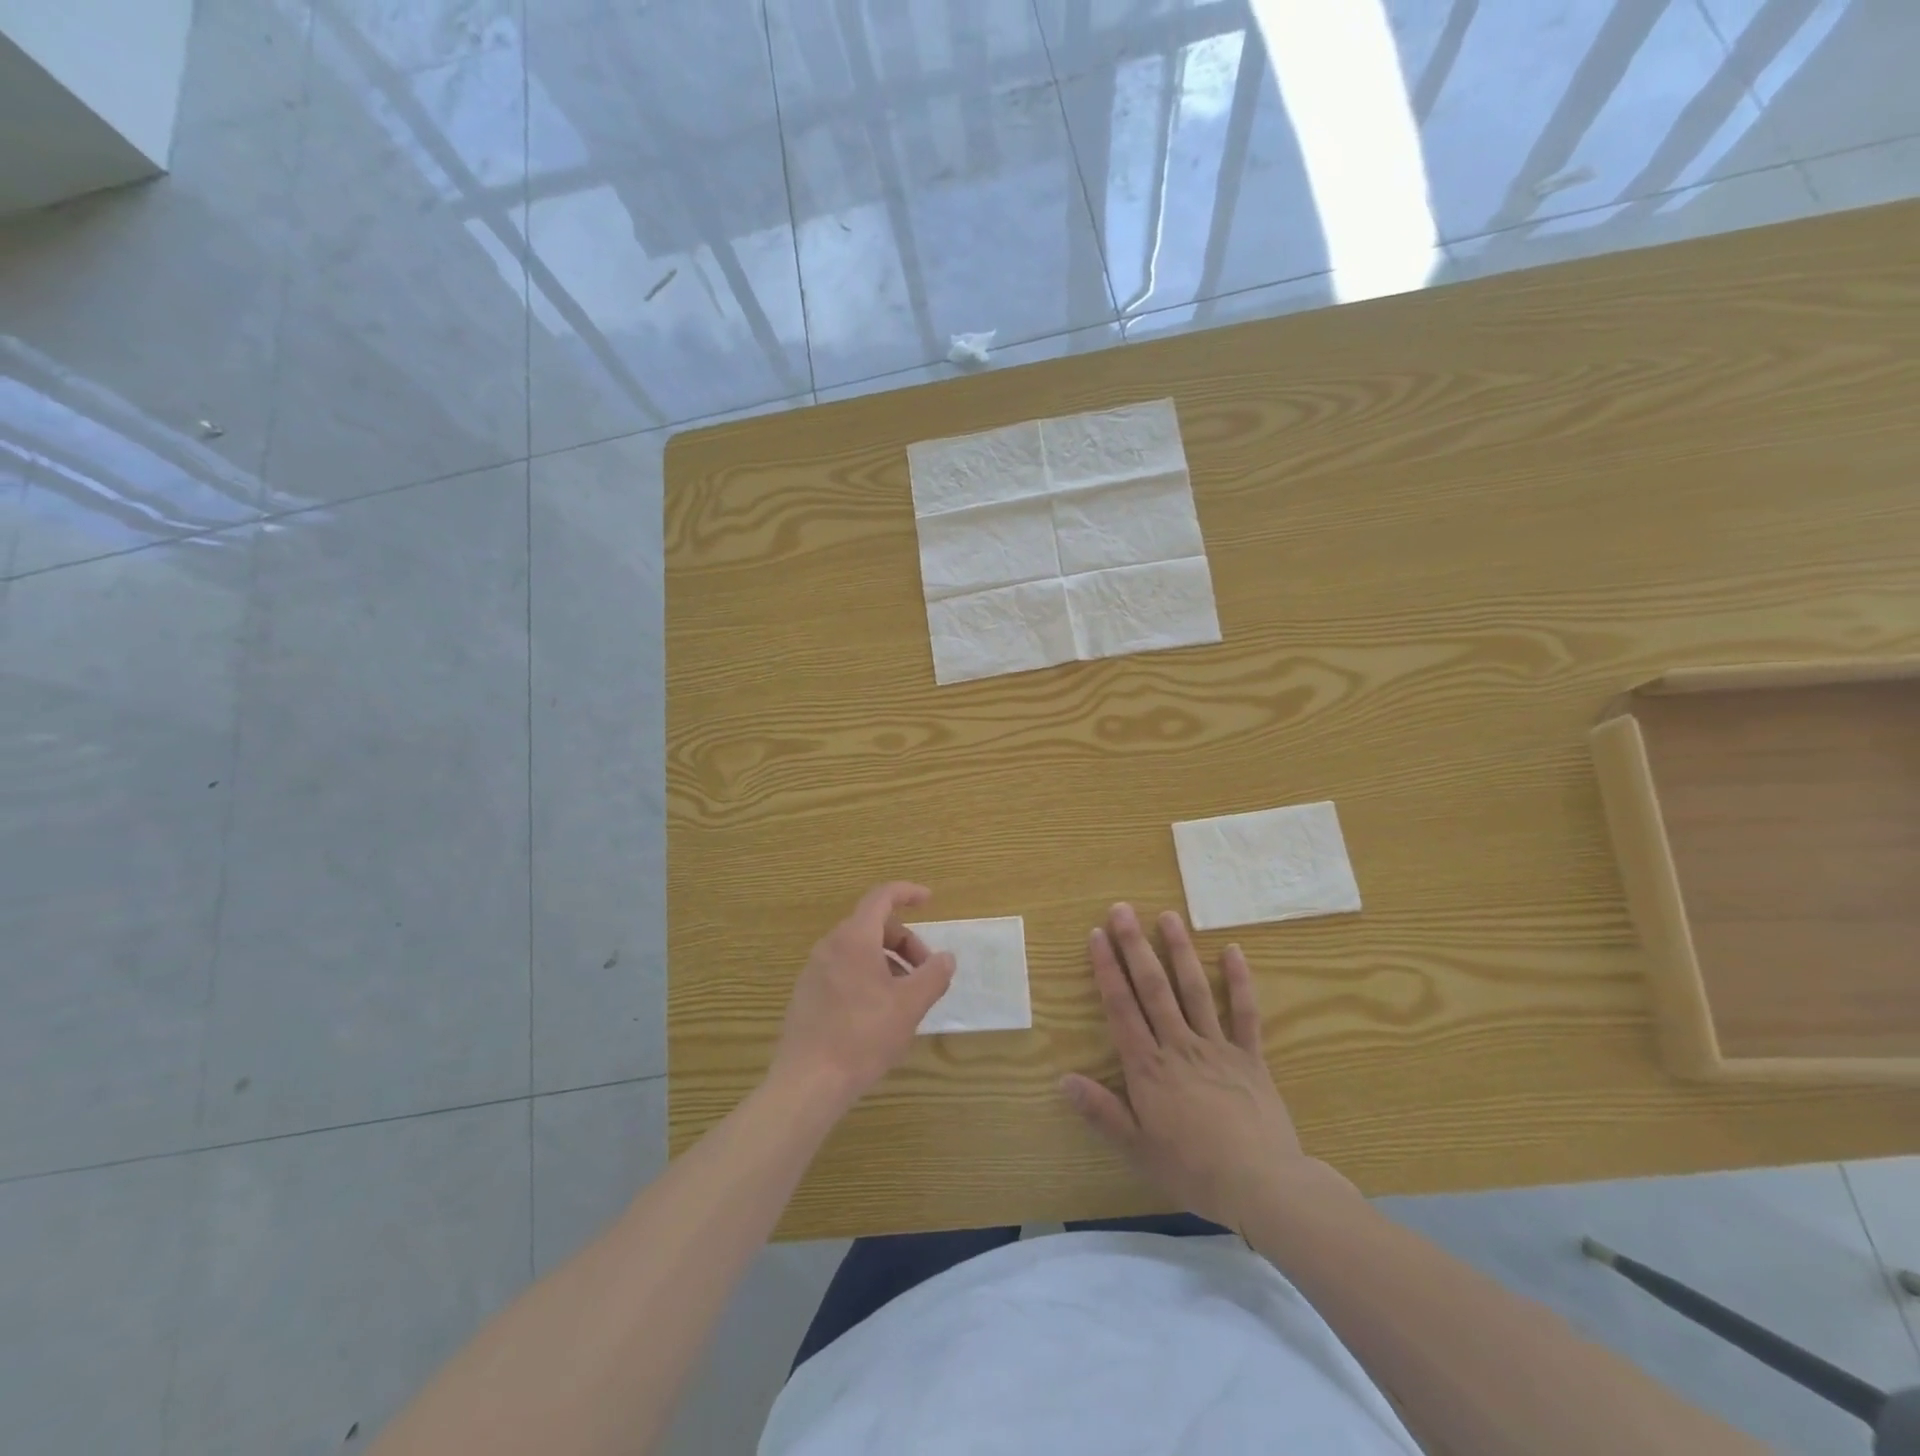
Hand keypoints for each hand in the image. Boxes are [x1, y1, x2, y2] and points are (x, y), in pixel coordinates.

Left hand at [769, 882, 956, 1116]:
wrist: (808, 1082)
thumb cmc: (863, 1037)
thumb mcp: (909, 1006)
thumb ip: (933, 976)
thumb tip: (946, 958)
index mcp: (854, 938)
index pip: (882, 897)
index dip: (907, 893)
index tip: (929, 900)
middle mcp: (830, 946)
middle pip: (873, 926)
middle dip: (905, 942)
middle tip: (926, 974)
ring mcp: (814, 970)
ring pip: (859, 950)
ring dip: (888, 963)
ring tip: (906, 998)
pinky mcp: (807, 994)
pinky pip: (843, 970)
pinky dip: (868, 977)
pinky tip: (879, 1014)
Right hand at [1061, 904, 1334, 1230]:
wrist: (1263, 1186)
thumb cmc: (1194, 1171)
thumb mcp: (1138, 1149)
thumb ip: (1101, 1112)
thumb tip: (1063, 1079)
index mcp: (1148, 1067)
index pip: (1121, 1007)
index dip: (1107, 969)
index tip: (1096, 935)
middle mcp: (1179, 1045)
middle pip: (1153, 987)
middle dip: (1134, 946)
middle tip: (1122, 910)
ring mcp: (1217, 1046)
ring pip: (1194, 989)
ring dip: (1179, 950)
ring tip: (1168, 916)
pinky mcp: (1250, 1056)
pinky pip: (1245, 1013)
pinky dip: (1240, 980)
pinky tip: (1233, 950)